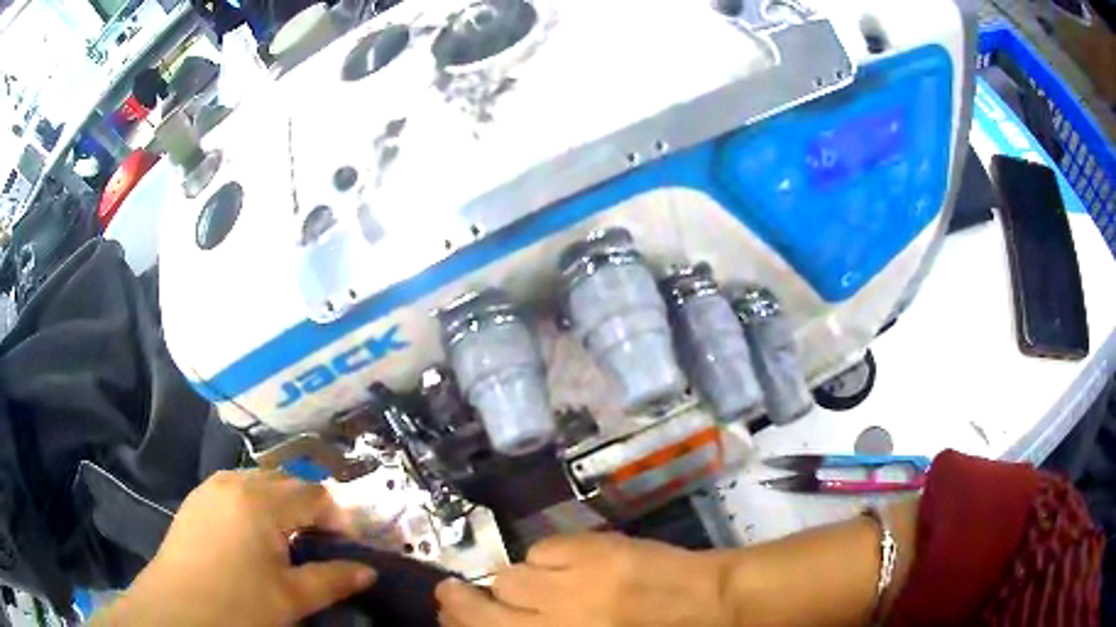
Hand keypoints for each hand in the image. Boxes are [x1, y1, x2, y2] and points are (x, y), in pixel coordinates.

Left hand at [92, 469, 376, 626]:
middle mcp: (236, 481)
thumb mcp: (292, 598)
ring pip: (259, 481)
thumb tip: (368, 571)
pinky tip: (251, 535)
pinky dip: (253, 503)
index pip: (314, 494)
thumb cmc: (239, 605)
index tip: (346, 545)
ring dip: (280, 503)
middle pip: (286, 481)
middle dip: (308, 507)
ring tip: (285, 540)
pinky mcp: (196, 497)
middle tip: (318, 543)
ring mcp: (211, 486)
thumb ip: (333, 579)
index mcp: (262, 501)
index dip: (338, 517)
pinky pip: (235, 488)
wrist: (177, 610)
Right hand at [435, 533, 728, 626]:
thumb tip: (505, 620)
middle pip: (476, 608)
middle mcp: (545, 621)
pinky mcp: (585, 550)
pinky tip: (574, 563)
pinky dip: (550, 556)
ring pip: (508, 576)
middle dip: (459, 602)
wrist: (704, 605)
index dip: (457, 623)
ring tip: (545, 582)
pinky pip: (542, 549)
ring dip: (519, 581)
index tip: (448, 616)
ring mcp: (564, 585)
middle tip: (452, 593)